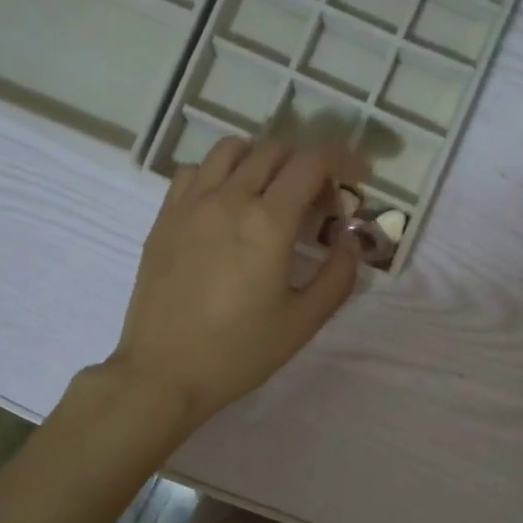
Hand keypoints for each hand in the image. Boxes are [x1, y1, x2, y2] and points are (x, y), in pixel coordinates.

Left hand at [106, 136, 362, 425]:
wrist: (163, 373)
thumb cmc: (239, 352)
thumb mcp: (303, 322)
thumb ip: (338, 276)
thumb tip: (348, 241)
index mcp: (268, 222)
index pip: (312, 162)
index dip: (343, 160)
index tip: (359, 178)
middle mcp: (228, 199)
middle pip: (275, 151)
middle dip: (308, 166)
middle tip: (320, 204)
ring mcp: (190, 204)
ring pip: (231, 150)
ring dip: (264, 159)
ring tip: (274, 193)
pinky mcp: (164, 217)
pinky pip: (195, 170)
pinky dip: (221, 172)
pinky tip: (227, 203)